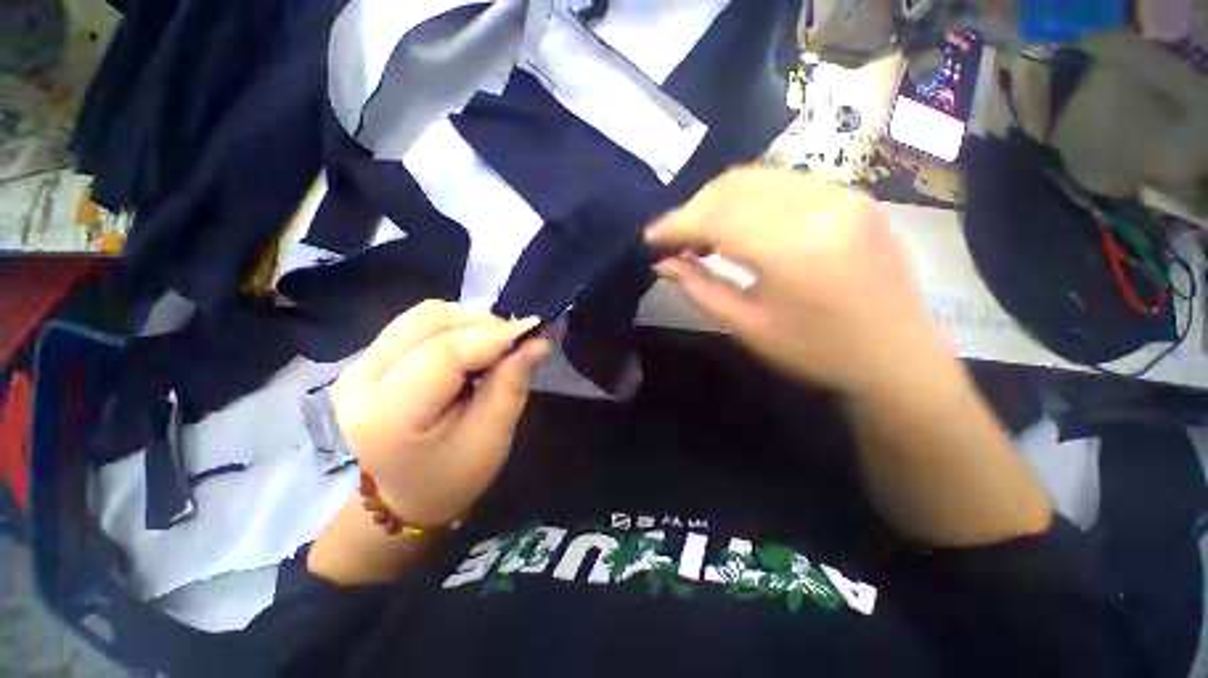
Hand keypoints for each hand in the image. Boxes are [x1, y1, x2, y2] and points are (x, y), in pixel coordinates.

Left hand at [331, 301, 549, 528]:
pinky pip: (416, 324)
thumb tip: (538, 341)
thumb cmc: (454, 475)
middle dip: (482, 324)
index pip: (443, 354)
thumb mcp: (492, 436)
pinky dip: (453, 327)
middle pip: (429, 322)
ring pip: (423, 316)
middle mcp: (360, 382)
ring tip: (494, 345)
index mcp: (389, 417)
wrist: (405, 496)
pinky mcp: (364, 359)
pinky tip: (470, 347)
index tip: (533, 329)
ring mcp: (356, 367)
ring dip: (468, 322)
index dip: (493, 335)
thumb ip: (512, 383)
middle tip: (515, 341)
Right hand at [646, 167, 943, 396]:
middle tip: (675, 239)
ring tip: (701, 234)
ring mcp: (842, 195)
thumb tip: (663, 264)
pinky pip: (784, 184)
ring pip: (757, 178)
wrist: (896, 357)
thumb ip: (699, 287)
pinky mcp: (853, 197)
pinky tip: (739, 226)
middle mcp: (820, 206)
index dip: (675, 224)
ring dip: (719, 201)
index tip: (650, 237)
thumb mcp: (747, 326)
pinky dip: (749, 199)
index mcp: (792, 248)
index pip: (715, 217)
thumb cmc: (816, 352)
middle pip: (734, 186)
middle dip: (694, 208)